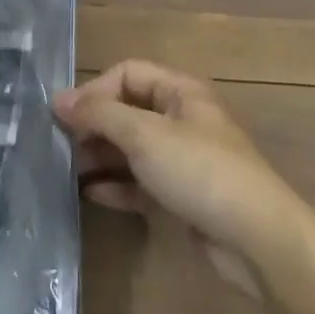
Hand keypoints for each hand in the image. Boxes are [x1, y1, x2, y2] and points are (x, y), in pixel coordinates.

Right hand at [54, 61, 307, 272]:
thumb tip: (57, 99)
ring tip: (68, 171)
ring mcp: (184, 158)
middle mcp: (182, 118)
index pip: (126, 74)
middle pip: (128, 110)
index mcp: (180, 91)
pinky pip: (142, 181)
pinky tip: (92, 194)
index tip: (64, 117)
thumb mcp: (144, 135)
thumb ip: (99, 114)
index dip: (94, 90)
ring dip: (102, 156)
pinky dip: (118, 185)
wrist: (257, 239)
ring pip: (133, 148)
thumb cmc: (199, 171)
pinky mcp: (183, 195)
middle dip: (94, 125)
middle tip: (61, 146)